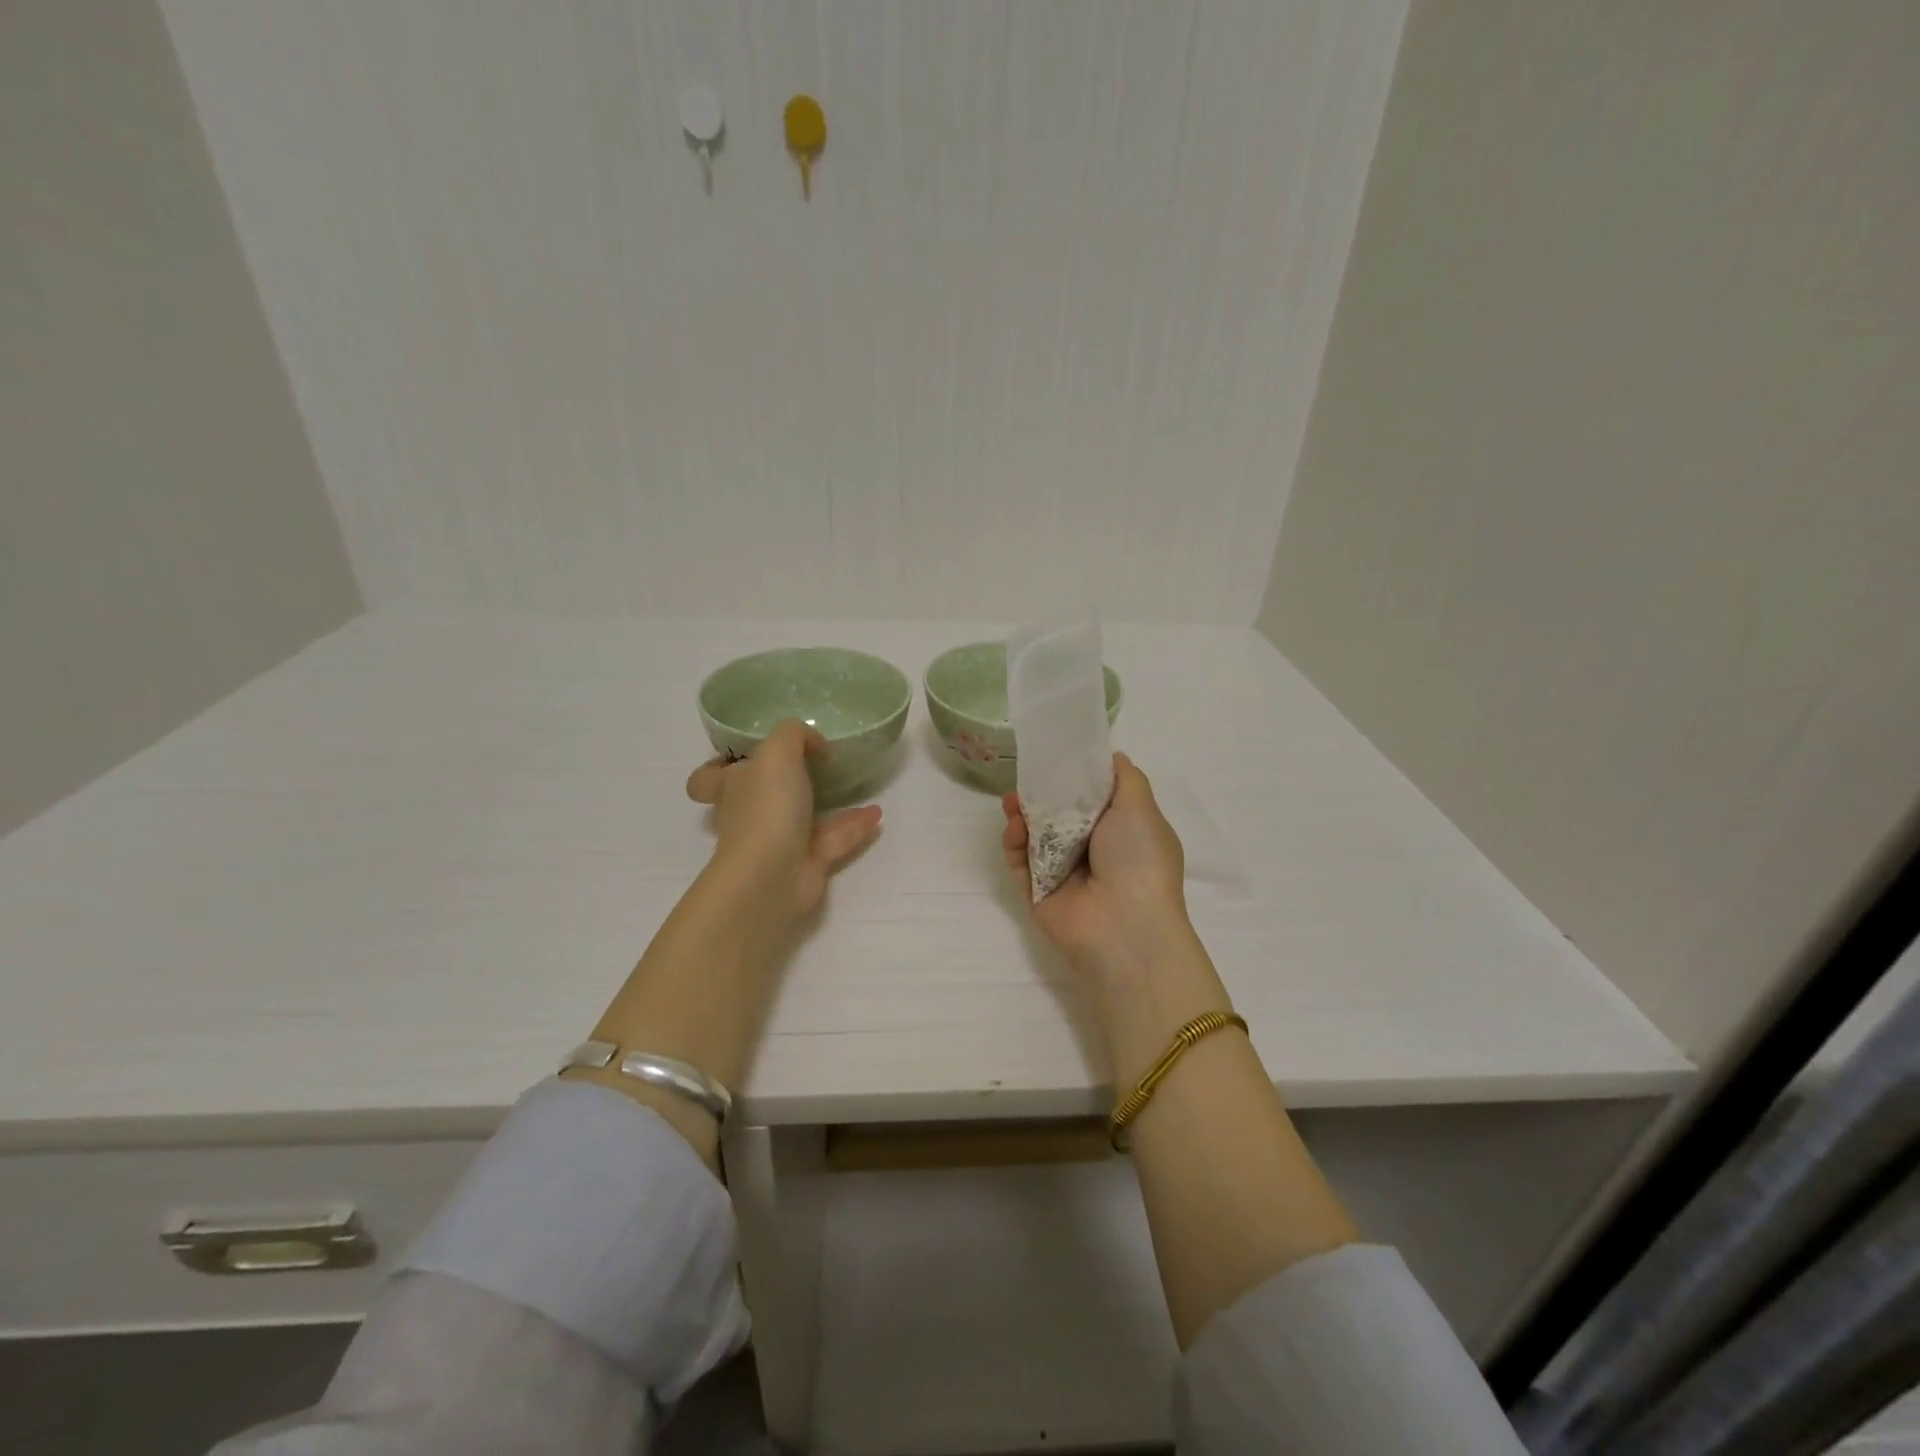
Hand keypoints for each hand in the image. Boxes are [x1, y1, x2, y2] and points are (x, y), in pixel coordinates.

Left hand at [687, 720, 882, 918]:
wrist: (773, 876)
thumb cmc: (766, 808)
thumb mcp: (777, 752)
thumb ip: (793, 734)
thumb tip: (813, 742)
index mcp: (731, 787)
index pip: (707, 779)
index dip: (720, 767)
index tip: (748, 755)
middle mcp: (750, 814)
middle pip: (758, 796)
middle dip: (781, 782)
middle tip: (812, 763)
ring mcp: (777, 840)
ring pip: (801, 816)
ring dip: (827, 800)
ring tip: (855, 782)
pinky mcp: (806, 862)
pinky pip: (833, 838)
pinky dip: (854, 826)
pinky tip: (876, 813)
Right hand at [1000, 753, 1196, 981]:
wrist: (1123, 926)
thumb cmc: (1138, 859)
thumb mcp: (1141, 807)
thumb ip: (1125, 777)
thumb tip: (1114, 756)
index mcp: (1122, 833)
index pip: (1093, 799)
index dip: (1073, 779)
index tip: (1054, 759)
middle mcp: (1095, 853)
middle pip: (1059, 816)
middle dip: (1040, 796)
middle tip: (1024, 780)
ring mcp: (1065, 875)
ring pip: (1036, 837)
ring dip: (1022, 817)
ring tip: (1011, 803)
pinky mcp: (1039, 894)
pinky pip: (1021, 864)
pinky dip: (1015, 845)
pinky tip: (1013, 829)